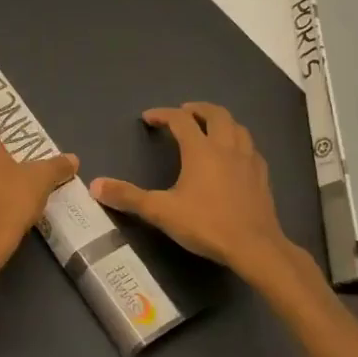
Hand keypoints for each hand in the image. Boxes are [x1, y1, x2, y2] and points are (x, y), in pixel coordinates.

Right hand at [91, 103, 316, 295]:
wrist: (255, 247)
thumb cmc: (206, 224)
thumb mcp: (161, 211)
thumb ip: (128, 197)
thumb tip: (95, 185)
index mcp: (200, 149)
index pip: (180, 120)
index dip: (163, 114)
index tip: (149, 118)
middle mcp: (226, 147)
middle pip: (215, 114)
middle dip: (197, 109)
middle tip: (184, 112)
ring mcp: (248, 160)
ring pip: (237, 127)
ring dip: (222, 121)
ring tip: (210, 128)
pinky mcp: (262, 176)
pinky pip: (251, 148)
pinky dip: (239, 142)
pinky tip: (235, 156)